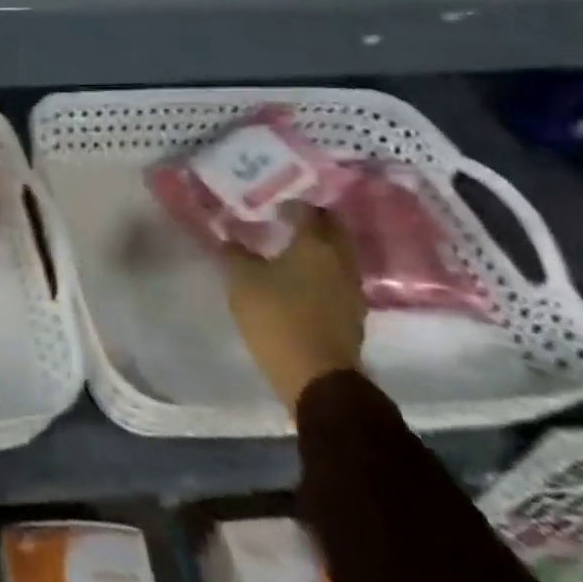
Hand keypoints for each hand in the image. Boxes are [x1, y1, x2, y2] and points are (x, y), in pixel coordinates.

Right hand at [223, 203, 366, 413]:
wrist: (317, 378)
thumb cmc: (278, 317)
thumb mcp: (242, 280)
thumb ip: (235, 253)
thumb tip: (230, 238)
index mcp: (316, 245)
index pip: (310, 210)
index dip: (292, 204)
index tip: (273, 205)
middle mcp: (341, 261)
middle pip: (333, 230)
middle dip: (312, 222)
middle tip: (286, 221)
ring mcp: (352, 290)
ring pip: (337, 256)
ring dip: (318, 249)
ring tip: (290, 250)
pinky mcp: (352, 315)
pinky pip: (337, 280)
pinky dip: (322, 273)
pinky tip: (301, 279)